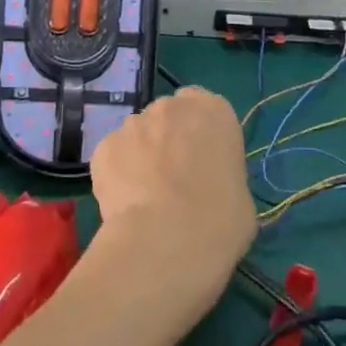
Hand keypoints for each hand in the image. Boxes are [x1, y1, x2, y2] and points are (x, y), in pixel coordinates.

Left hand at [88, 87, 256, 333]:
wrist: (167, 239)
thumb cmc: (219, 220)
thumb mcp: (241, 197)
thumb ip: (221, 176)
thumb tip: (208, 188)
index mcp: (214, 111)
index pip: (203, 105)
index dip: (199, 132)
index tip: (200, 159)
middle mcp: (171, 107)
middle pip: (168, 116)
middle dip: (169, 140)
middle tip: (173, 179)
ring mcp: (134, 123)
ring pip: (138, 135)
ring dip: (141, 155)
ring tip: (145, 197)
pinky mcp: (104, 147)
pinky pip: (113, 156)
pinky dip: (117, 174)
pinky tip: (125, 204)